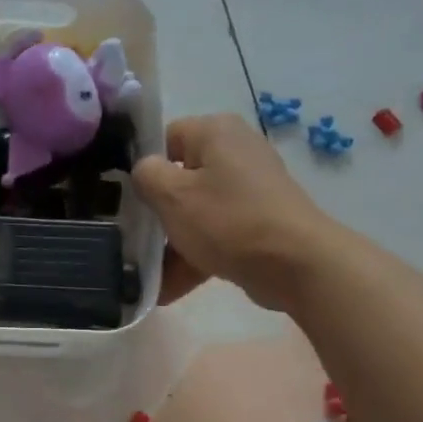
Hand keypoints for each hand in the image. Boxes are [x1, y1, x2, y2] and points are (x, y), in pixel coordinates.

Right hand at [130, 114, 326, 309]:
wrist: (295, 264)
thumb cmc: (227, 220)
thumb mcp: (172, 196)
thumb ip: (146, 175)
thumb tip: (144, 171)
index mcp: (215, 132)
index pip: (165, 138)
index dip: (142, 167)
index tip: (127, 199)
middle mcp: (235, 151)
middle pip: (181, 178)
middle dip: (157, 213)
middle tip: (132, 238)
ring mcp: (250, 189)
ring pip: (196, 212)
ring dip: (171, 244)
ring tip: (143, 275)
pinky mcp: (258, 222)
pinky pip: (216, 235)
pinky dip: (195, 257)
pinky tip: (166, 290)